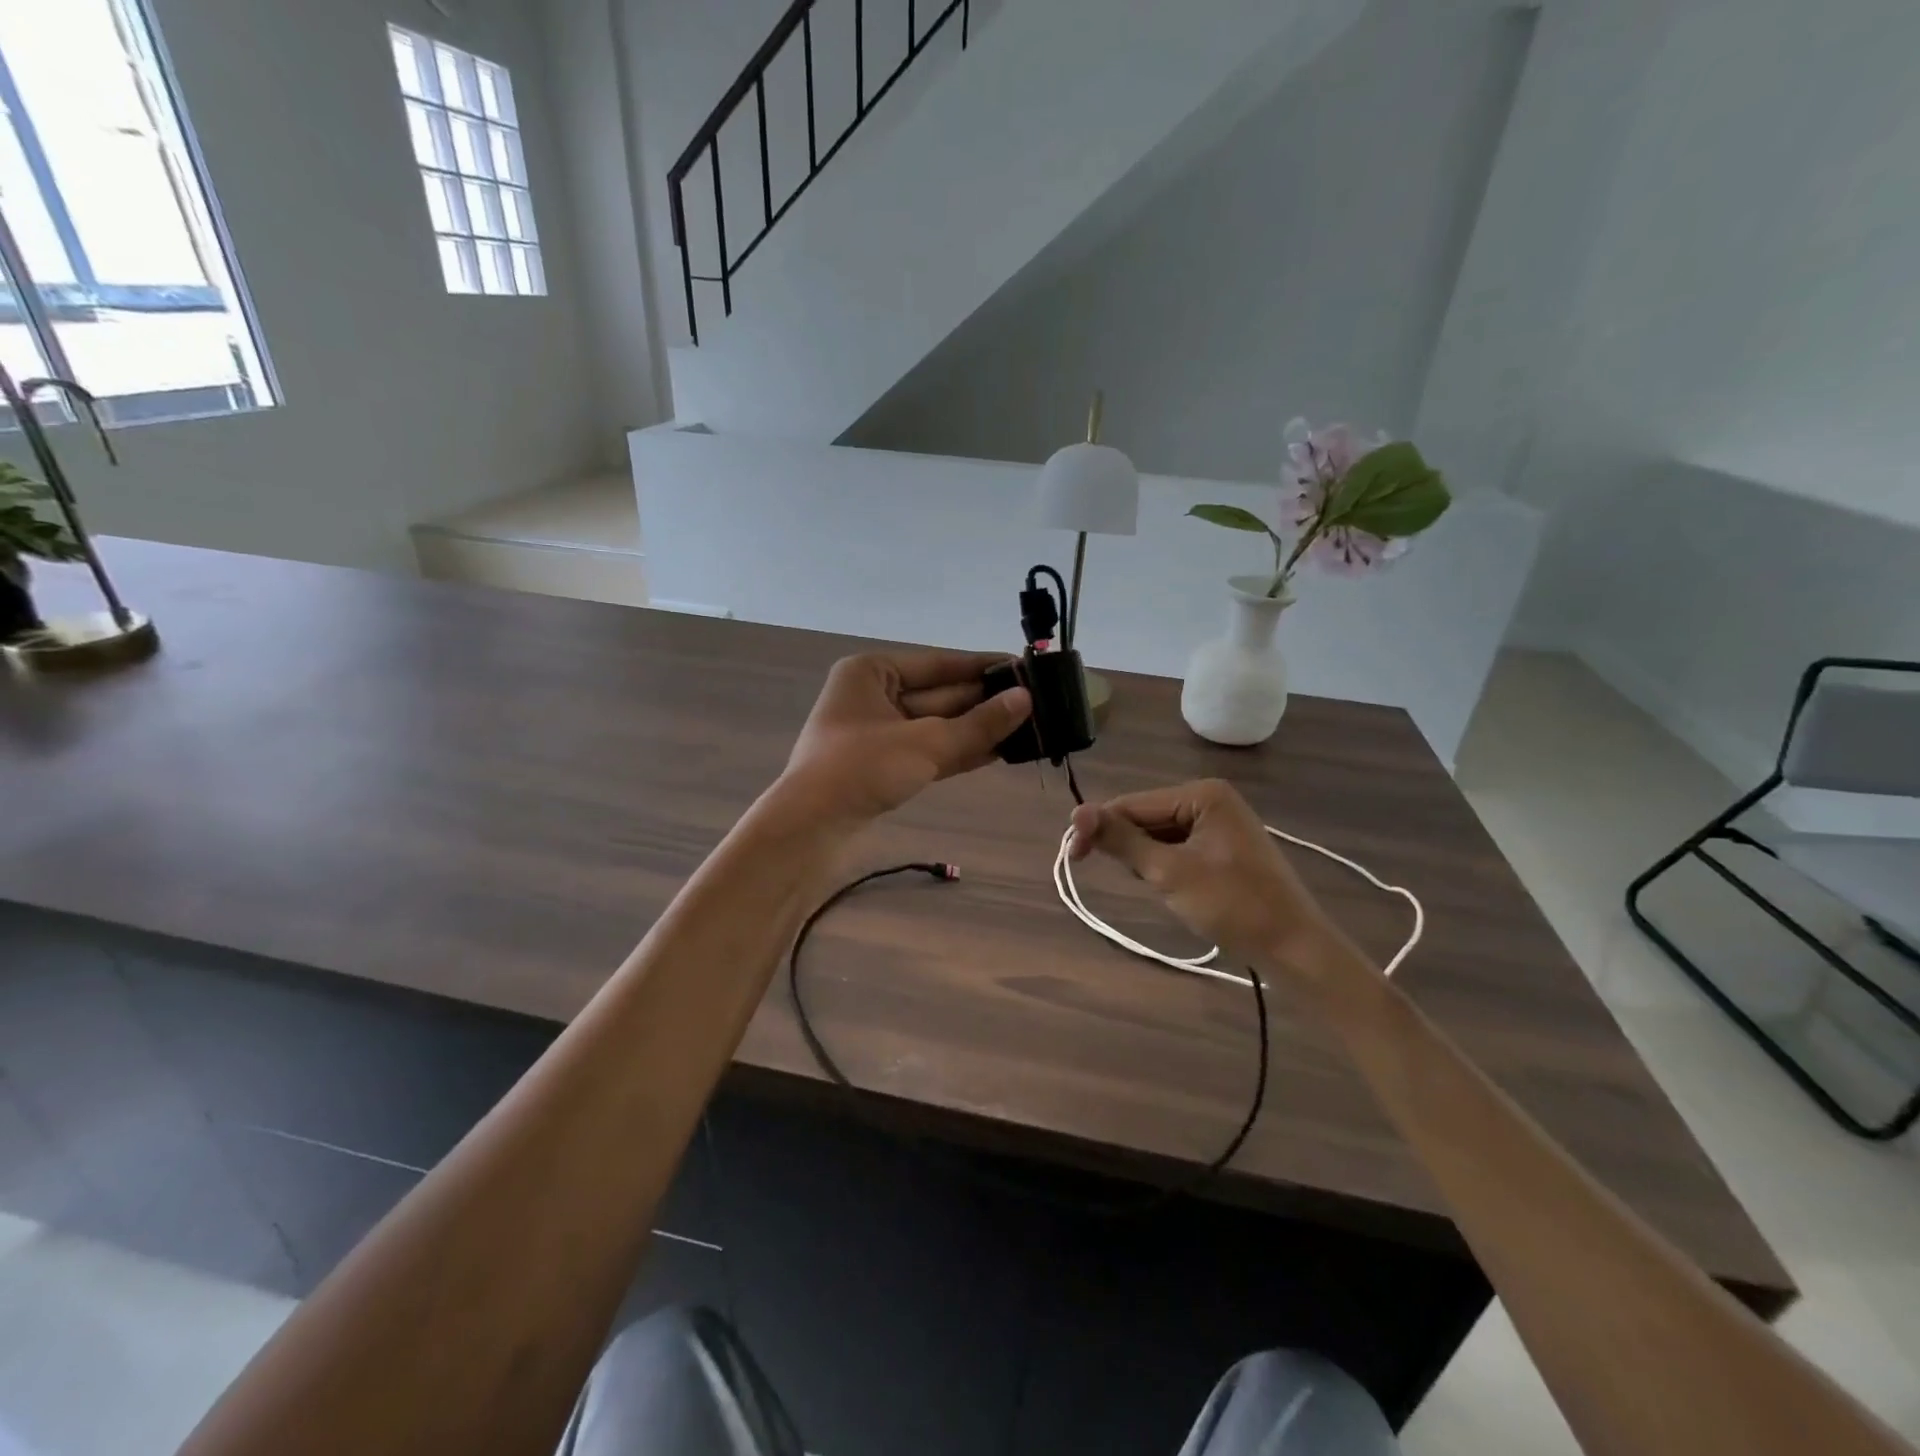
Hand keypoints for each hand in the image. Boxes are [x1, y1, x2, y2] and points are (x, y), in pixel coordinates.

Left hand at [780, 650, 1031, 823]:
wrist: (810, 830)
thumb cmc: (861, 769)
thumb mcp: (925, 743)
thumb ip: (978, 724)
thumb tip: (1025, 699)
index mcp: (872, 672)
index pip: (939, 664)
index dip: (983, 667)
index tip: (1025, 668)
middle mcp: (874, 696)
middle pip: (940, 695)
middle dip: (985, 702)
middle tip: (1038, 704)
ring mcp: (878, 734)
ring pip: (937, 726)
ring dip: (978, 729)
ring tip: (1029, 728)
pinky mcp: (883, 766)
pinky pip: (930, 750)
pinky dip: (960, 751)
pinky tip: (1000, 751)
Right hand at [1068, 778, 1362, 982]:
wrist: (1295, 949)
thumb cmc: (1233, 905)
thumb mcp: (1169, 872)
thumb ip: (1122, 840)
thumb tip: (1076, 812)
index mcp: (1202, 795)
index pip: (1133, 804)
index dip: (1100, 827)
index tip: (1074, 857)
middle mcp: (1211, 800)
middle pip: (1146, 817)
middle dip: (1130, 848)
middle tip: (1136, 882)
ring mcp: (1220, 824)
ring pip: (1159, 836)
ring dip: (1148, 861)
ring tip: (1163, 890)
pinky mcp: (1224, 848)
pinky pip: (1179, 848)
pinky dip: (1166, 868)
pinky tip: (1177, 890)